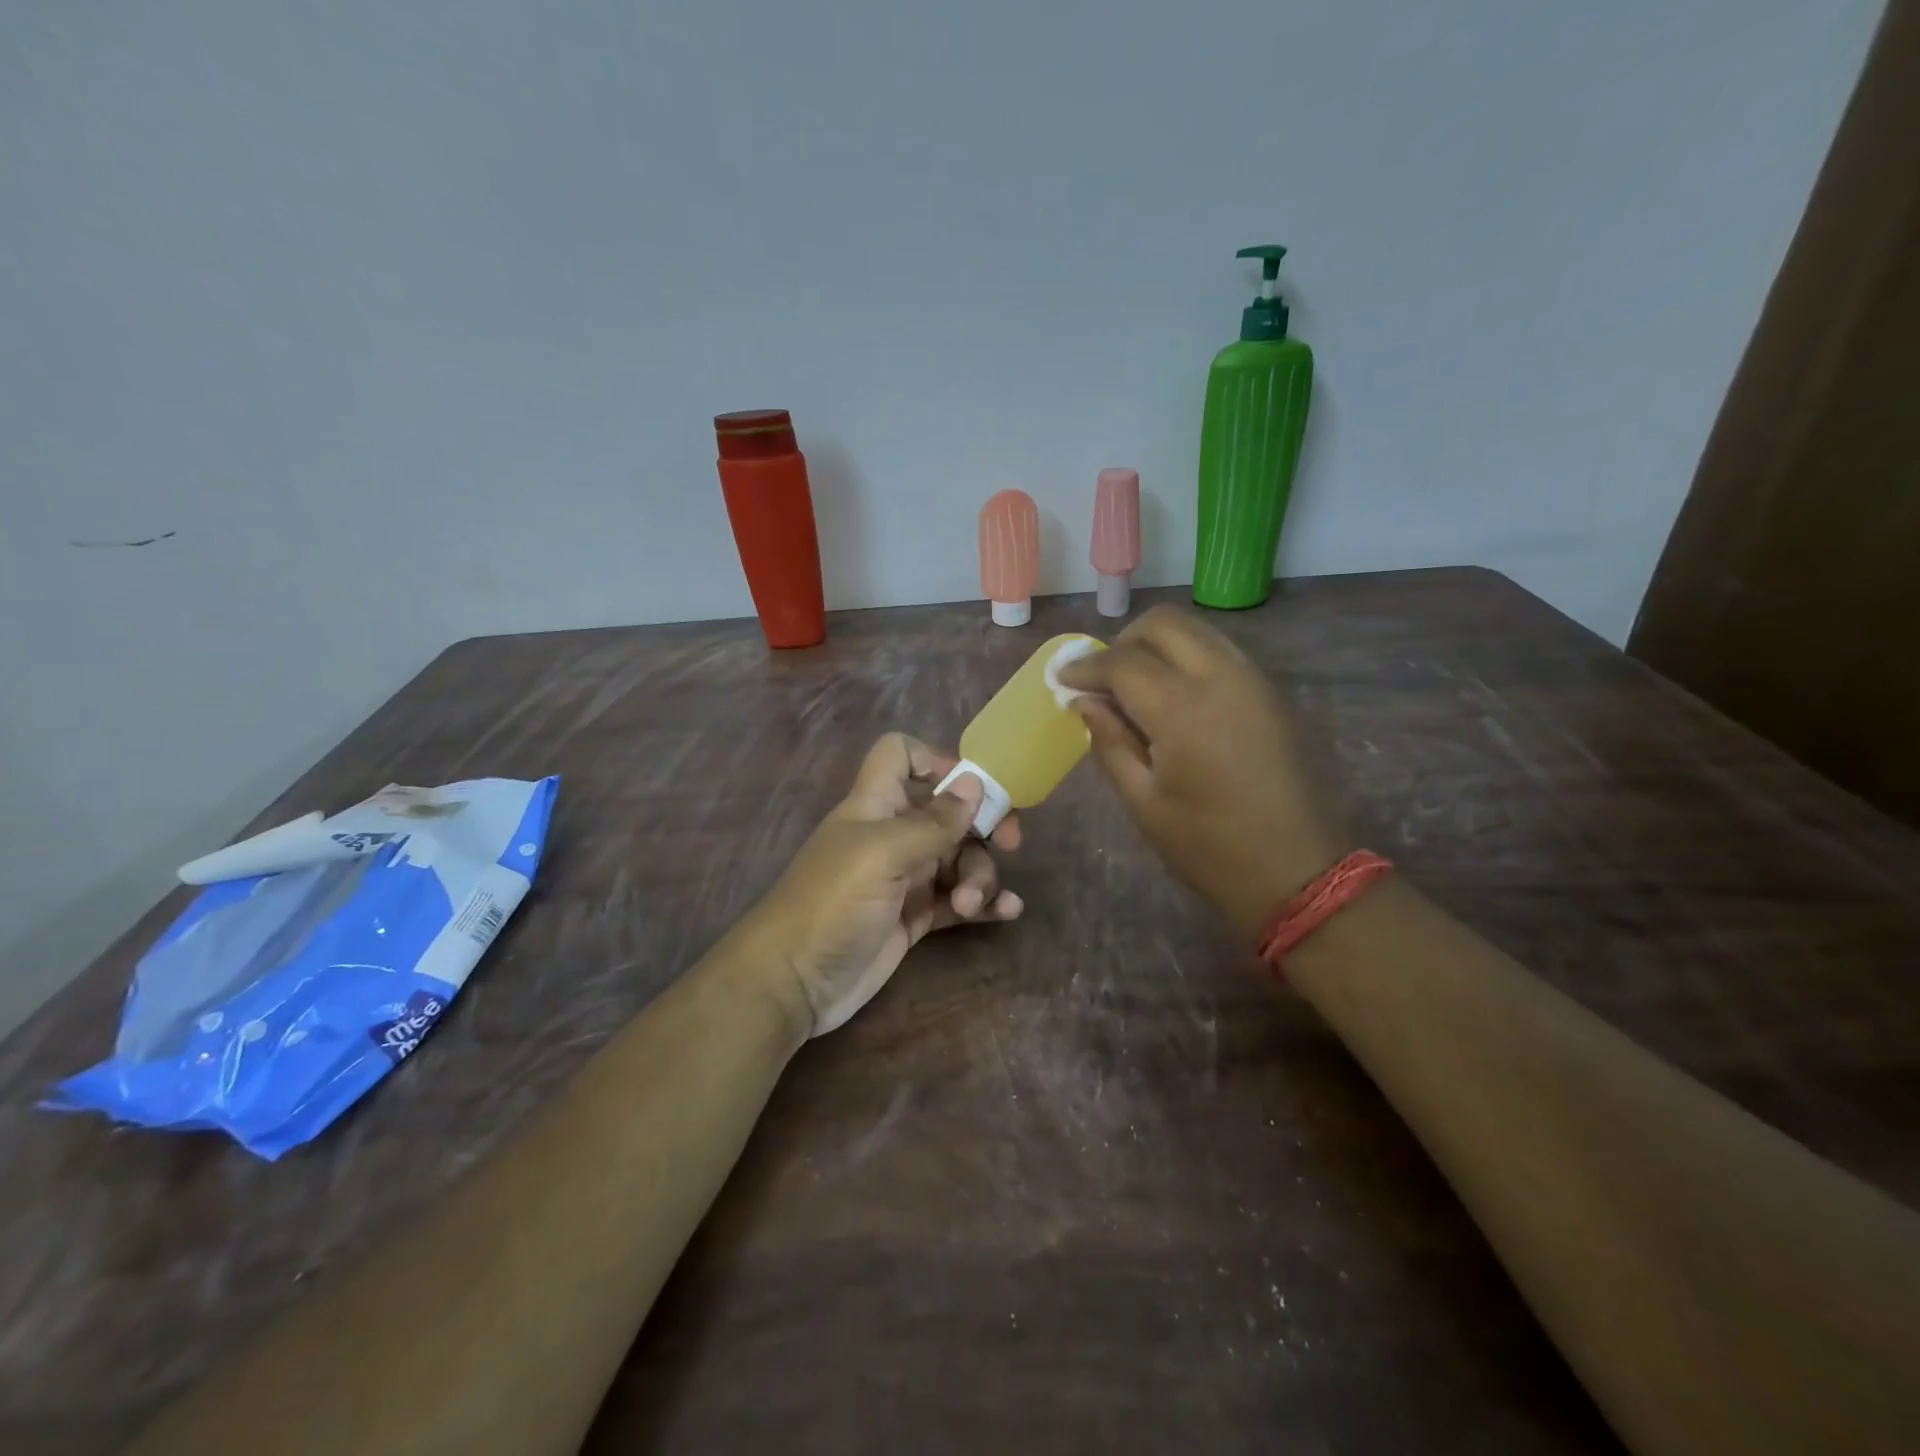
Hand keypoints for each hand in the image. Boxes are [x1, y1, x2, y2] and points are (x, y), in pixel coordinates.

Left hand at [740, 733, 1024, 1036]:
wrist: (793, 982)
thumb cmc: (832, 903)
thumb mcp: (883, 854)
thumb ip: (932, 821)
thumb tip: (973, 782)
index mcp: (876, 804)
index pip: (900, 756)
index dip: (935, 760)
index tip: (970, 787)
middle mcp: (892, 834)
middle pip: (948, 812)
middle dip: (981, 824)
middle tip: (1009, 844)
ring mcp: (905, 878)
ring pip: (958, 857)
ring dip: (978, 874)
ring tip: (969, 904)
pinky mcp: (914, 918)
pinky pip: (958, 899)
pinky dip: (983, 902)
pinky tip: (1007, 911)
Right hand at [1057, 606, 1344, 937]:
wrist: (1298, 872)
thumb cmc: (1209, 847)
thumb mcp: (1144, 802)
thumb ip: (1110, 742)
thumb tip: (1084, 703)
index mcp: (1182, 709)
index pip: (1122, 661)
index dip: (1084, 667)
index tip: (1061, 680)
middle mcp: (1220, 677)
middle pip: (1162, 624)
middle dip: (1122, 642)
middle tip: (1101, 680)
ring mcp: (1252, 680)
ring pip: (1195, 629)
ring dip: (1156, 645)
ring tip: (1133, 686)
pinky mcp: (1269, 692)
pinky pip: (1218, 651)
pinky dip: (1186, 657)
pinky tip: (1171, 696)